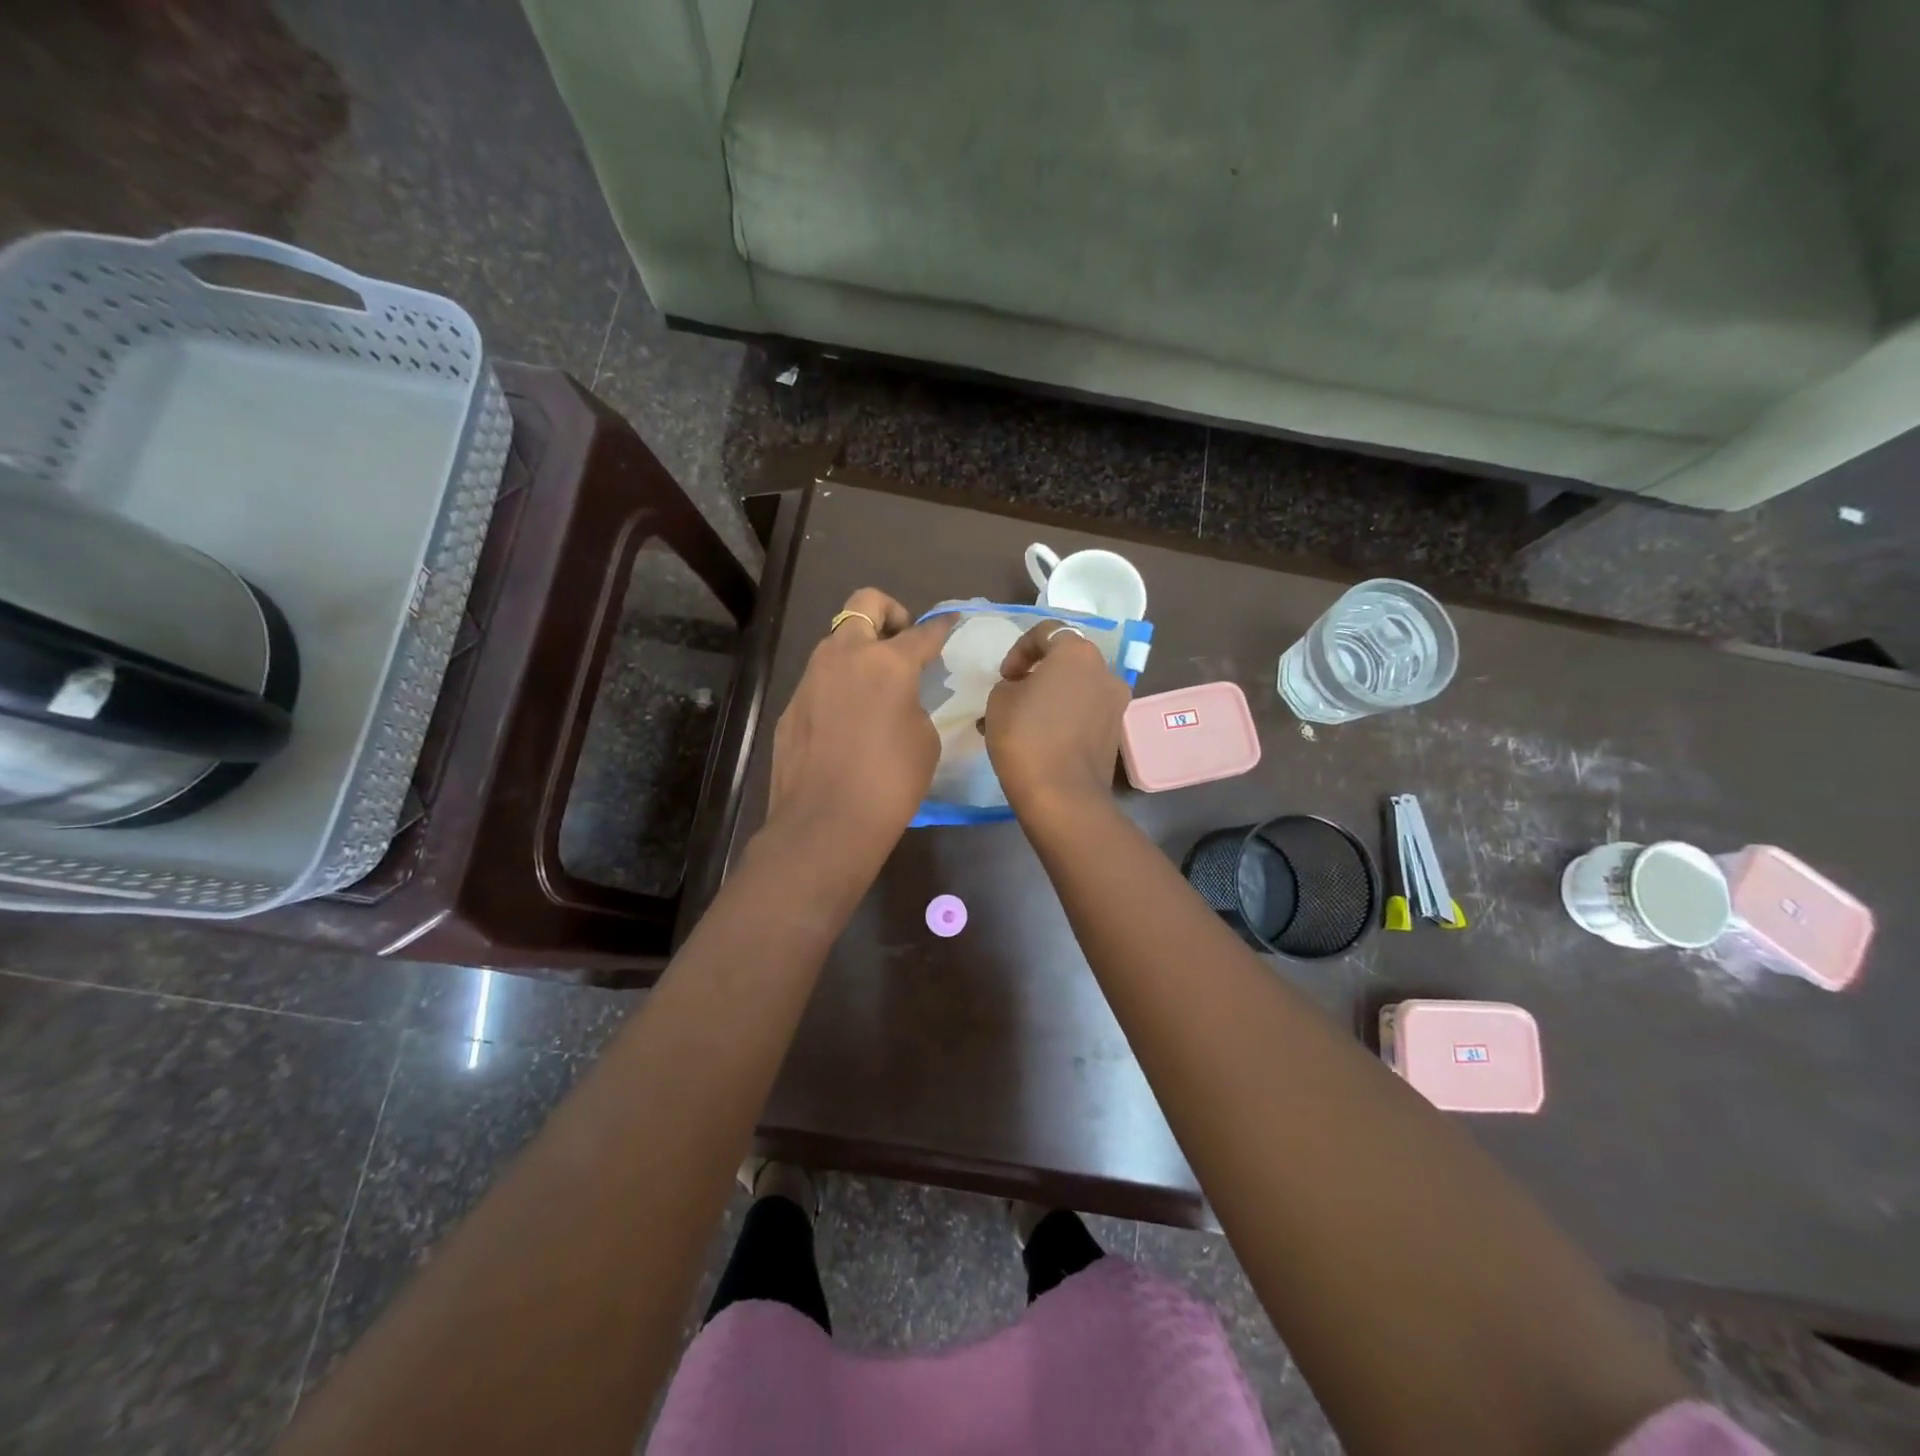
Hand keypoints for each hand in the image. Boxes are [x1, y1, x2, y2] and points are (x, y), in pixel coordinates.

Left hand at [765, 588, 953, 857]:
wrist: (825, 823)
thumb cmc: (890, 782)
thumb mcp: (924, 739)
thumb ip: (913, 703)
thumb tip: (898, 698)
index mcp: (887, 662)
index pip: (923, 632)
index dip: (941, 626)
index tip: (950, 623)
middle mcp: (844, 656)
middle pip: (866, 604)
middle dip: (890, 612)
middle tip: (902, 642)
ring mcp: (810, 679)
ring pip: (837, 642)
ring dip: (859, 651)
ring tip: (876, 688)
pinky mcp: (791, 706)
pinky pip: (820, 681)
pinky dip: (839, 687)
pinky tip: (848, 724)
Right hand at [984, 620, 1130, 819]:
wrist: (1062, 795)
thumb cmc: (1025, 737)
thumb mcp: (999, 699)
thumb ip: (1011, 682)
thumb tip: (1024, 689)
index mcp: (1077, 652)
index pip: (1047, 631)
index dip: (1019, 649)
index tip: (1005, 676)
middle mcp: (1105, 671)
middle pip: (1068, 660)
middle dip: (1040, 672)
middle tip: (1015, 693)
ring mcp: (1116, 703)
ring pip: (1078, 688)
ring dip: (1053, 696)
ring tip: (1025, 720)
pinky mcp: (1116, 732)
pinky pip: (1085, 712)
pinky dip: (1065, 717)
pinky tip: (1042, 739)